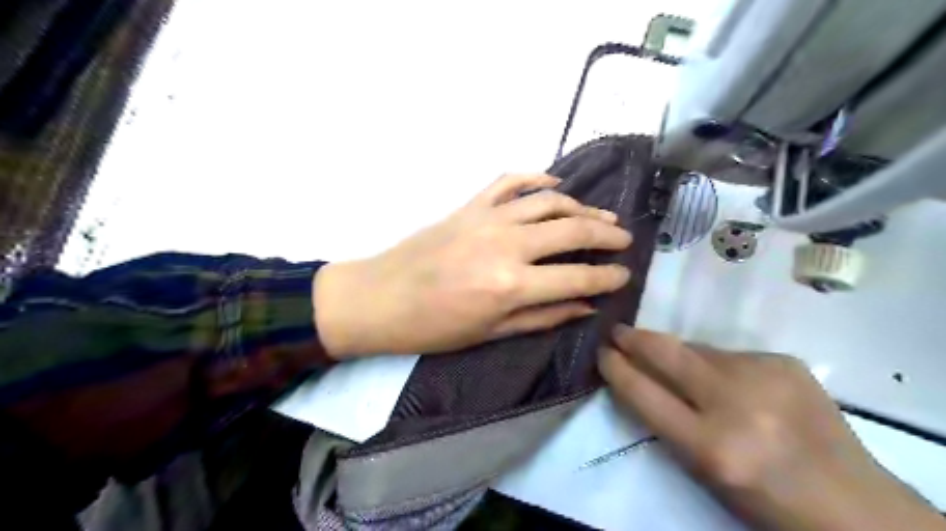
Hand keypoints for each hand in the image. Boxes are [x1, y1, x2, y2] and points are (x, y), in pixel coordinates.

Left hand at [314, 176, 630, 359]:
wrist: (381, 298)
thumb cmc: (434, 326)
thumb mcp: (491, 333)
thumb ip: (543, 316)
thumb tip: (586, 305)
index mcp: (511, 285)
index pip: (577, 278)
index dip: (607, 277)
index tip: (625, 276)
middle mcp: (506, 245)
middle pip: (571, 231)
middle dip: (606, 235)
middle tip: (624, 240)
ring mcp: (487, 218)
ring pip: (548, 201)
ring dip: (582, 207)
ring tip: (601, 216)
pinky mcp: (470, 205)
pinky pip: (509, 181)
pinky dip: (536, 178)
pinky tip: (555, 184)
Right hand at [598, 326, 945, 530]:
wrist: (852, 502)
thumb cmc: (763, 497)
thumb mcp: (702, 470)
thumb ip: (666, 420)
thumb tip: (639, 373)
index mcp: (711, 446)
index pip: (642, 393)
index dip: (615, 369)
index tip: (601, 353)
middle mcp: (735, 403)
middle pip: (666, 353)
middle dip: (633, 338)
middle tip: (617, 331)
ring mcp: (764, 375)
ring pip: (697, 348)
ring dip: (679, 355)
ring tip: (680, 368)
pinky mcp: (784, 361)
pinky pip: (729, 354)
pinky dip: (717, 364)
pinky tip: (733, 383)